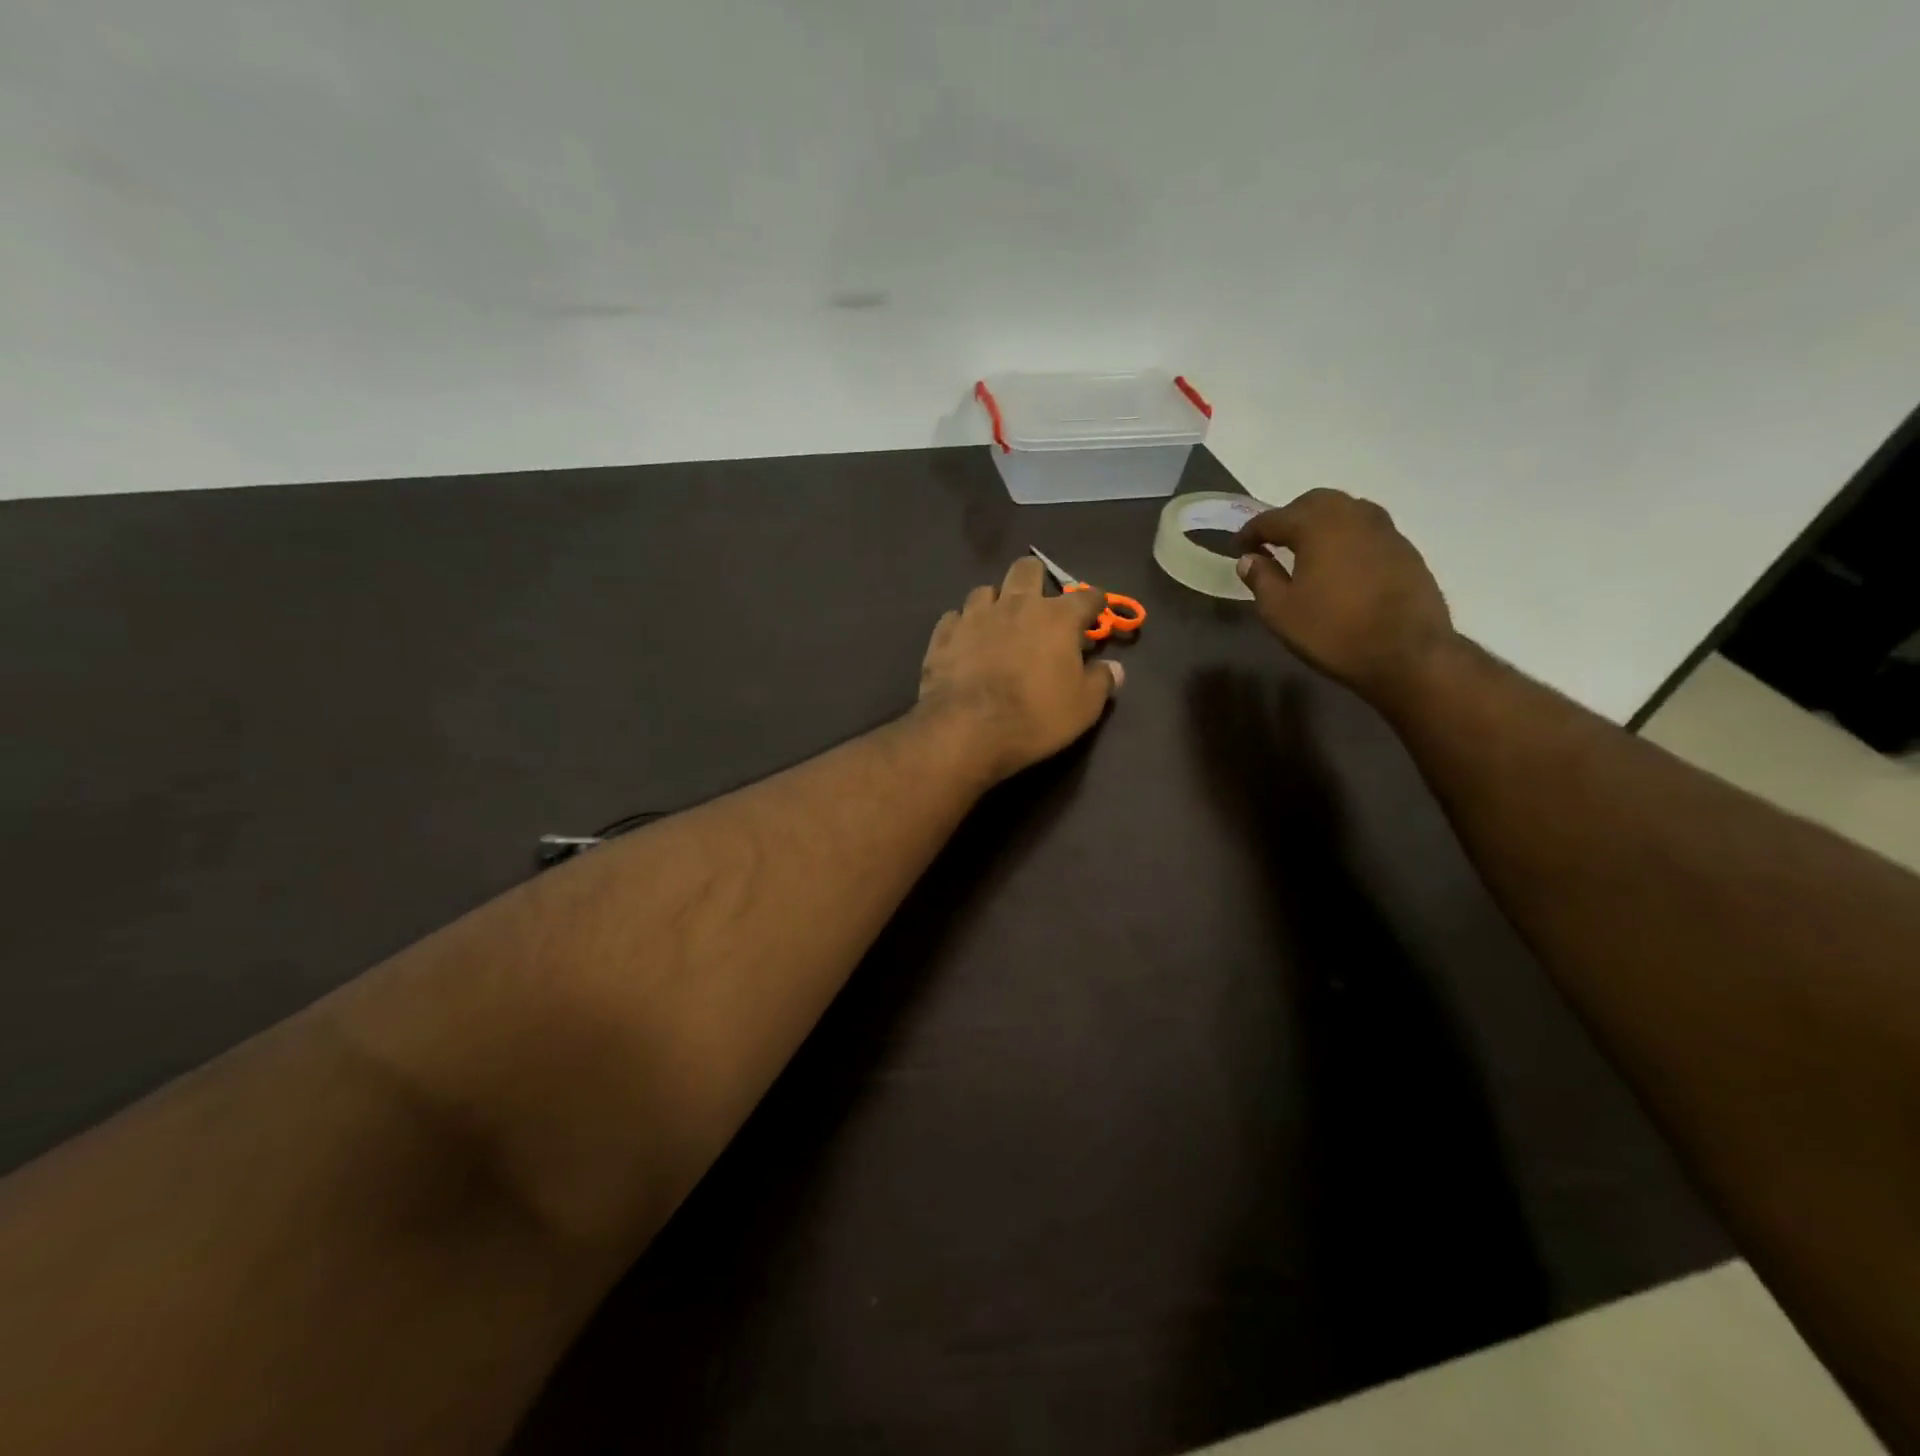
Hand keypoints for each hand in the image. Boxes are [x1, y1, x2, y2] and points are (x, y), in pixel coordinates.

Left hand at [916, 557, 1123, 784]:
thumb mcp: (1084, 707)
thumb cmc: (1035, 716)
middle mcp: (1015, 605)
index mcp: (1056, 618)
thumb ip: (1102, 681)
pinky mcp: (944, 634)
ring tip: (998, 622)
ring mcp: (974, 616)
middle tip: (1039, 604)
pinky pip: (954, 617)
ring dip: (995, 602)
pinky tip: (966, 640)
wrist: (967, 728)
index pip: (1086, 597)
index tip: (1096, 611)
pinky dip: (963, 626)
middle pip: (1027, 569)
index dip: (1095, 603)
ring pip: (985, 590)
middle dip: (1036, 579)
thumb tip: (1115, 668)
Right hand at [1232, 488, 1454, 708]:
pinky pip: (1367, 528)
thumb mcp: (1281, 612)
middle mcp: (1352, 516)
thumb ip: (1261, 579)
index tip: (1237, 547)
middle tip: (1272, 542)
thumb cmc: (1333, 631)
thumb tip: (1249, 559)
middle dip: (1289, 517)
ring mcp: (1384, 529)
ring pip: (1345, 510)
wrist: (1408, 653)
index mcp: (1317, 526)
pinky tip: (1341, 561)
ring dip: (1321, 522)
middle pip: (1313, 502)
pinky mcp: (1405, 548)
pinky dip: (1346, 536)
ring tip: (1308, 548)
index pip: (1273, 518)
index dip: (1250, 532)